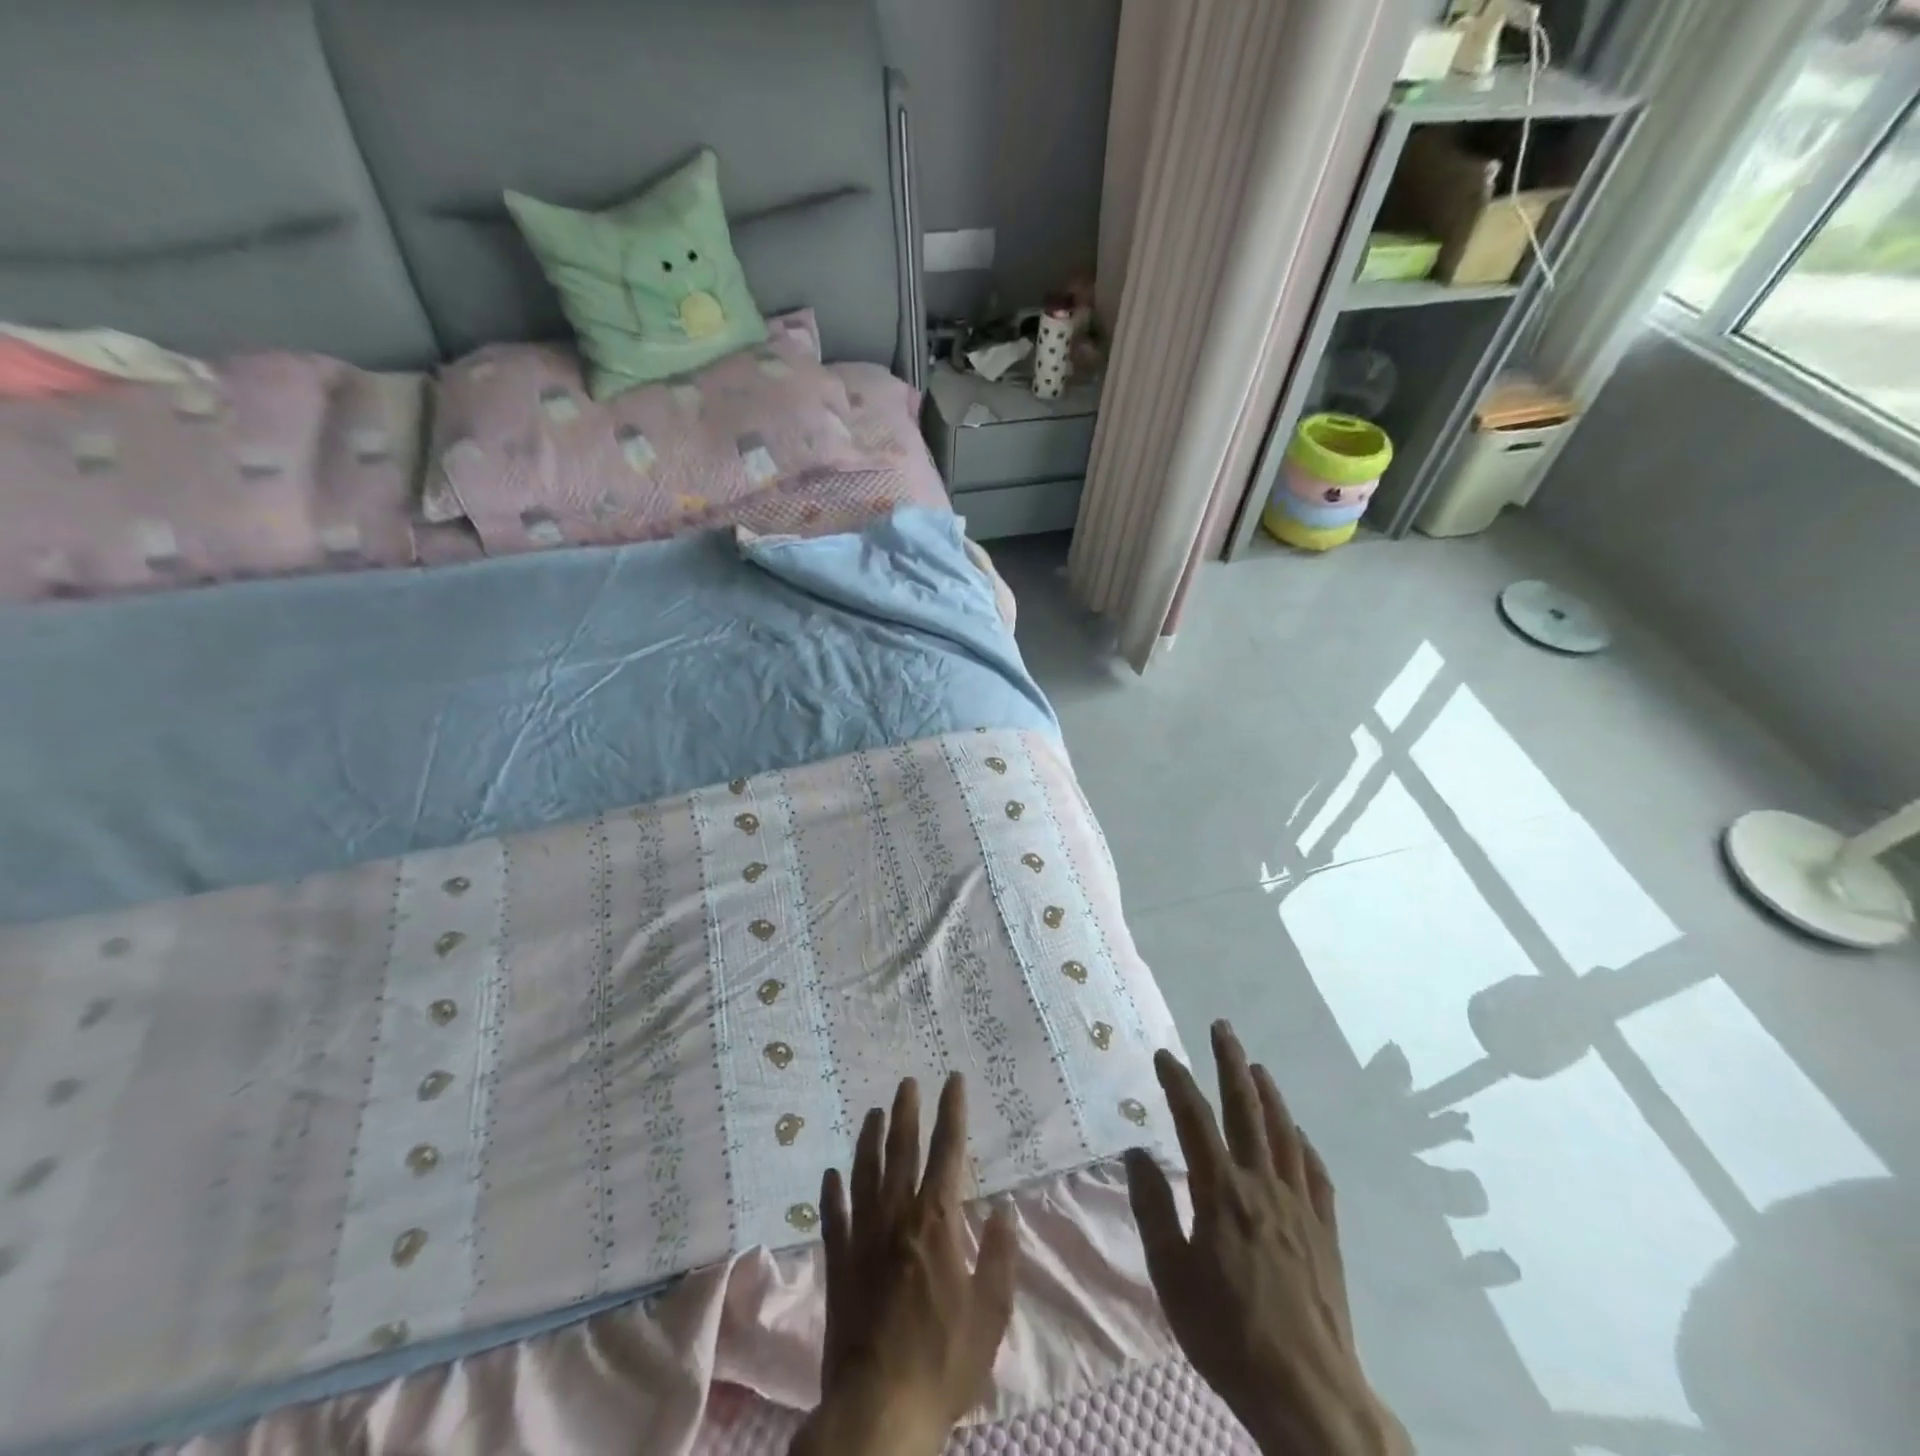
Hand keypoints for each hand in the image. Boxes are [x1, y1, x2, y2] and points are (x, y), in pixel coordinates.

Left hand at [790, 1074, 1017, 1455]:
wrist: (878, 1409)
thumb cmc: (942, 1362)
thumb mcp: (989, 1316)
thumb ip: (1000, 1258)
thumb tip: (1005, 1211)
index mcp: (937, 1222)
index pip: (947, 1152)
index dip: (952, 1112)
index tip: (952, 1080)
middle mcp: (898, 1217)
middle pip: (902, 1151)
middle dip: (907, 1112)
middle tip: (906, 1082)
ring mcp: (863, 1238)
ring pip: (865, 1173)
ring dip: (870, 1140)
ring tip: (873, 1113)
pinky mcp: (838, 1263)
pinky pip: (834, 1217)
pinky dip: (832, 1192)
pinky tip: (831, 1174)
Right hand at [1124, 1021, 1408, 1455]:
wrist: (1309, 1396)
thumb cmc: (1228, 1336)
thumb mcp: (1171, 1277)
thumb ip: (1152, 1209)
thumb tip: (1137, 1152)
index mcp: (1221, 1192)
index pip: (1195, 1119)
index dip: (1177, 1081)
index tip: (1163, 1054)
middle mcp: (1262, 1185)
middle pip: (1247, 1109)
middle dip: (1231, 1063)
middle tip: (1222, 1028)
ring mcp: (1300, 1206)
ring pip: (1285, 1133)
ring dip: (1269, 1094)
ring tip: (1257, 1066)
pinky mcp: (1326, 1232)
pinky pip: (1316, 1174)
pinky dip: (1304, 1145)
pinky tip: (1298, 1136)